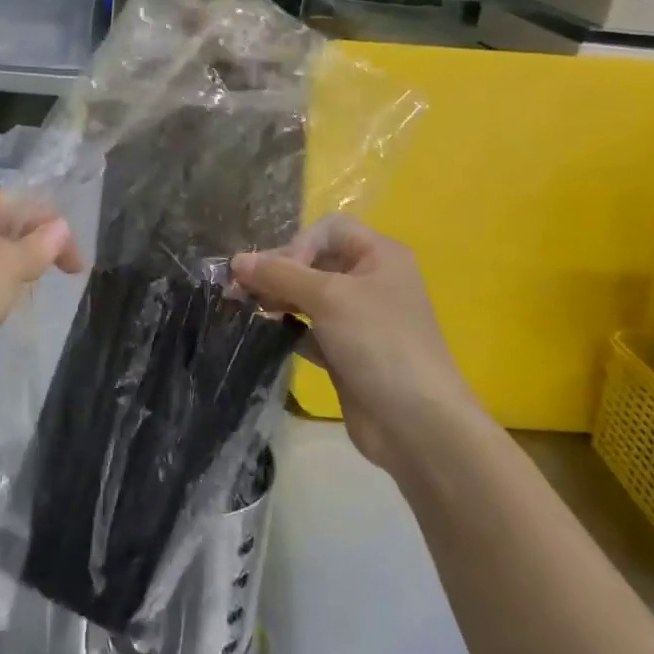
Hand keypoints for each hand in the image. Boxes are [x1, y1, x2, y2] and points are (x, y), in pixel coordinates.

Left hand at [0, 190, 82, 436]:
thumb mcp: (5, 269)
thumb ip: (37, 246)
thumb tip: (59, 226)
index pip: (21, 203)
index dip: (55, 229)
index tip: (77, 269)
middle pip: (0, 226)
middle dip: (32, 247)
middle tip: (54, 279)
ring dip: (8, 271)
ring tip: (25, 294)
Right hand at [231, 216, 478, 473]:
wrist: (416, 423)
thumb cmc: (379, 344)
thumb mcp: (328, 298)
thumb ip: (280, 274)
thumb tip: (237, 260)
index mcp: (379, 256)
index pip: (328, 230)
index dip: (298, 244)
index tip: (277, 273)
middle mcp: (370, 281)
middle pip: (314, 261)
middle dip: (278, 271)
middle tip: (240, 290)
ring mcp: (359, 318)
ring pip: (308, 296)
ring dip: (278, 298)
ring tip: (246, 309)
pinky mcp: (346, 351)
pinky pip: (309, 328)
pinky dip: (288, 327)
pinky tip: (267, 334)